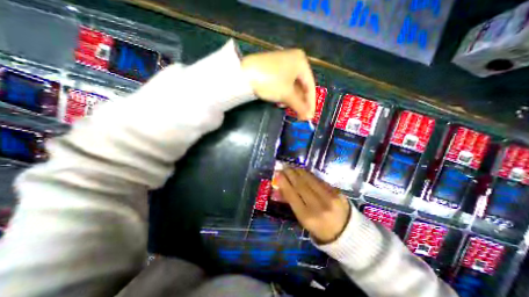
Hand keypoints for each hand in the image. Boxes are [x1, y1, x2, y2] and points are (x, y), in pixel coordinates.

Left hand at [242, 50, 314, 120]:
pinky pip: (284, 84)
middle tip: (300, 115)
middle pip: (301, 86)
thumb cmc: (270, 82)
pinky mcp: (274, 70)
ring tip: (289, 109)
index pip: (310, 86)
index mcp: (301, 62)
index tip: (310, 116)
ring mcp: (283, 65)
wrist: (243, 74)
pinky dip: (284, 94)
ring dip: (292, 100)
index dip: (311, 103)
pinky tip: (280, 102)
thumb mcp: (287, 94)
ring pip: (292, 86)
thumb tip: (309, 117)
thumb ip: (299, 106)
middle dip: (300, 102)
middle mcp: (294, 61)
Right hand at [277, 165, 349, 243]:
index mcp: (308, 217)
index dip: (284, 183)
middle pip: (301, 185)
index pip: (292, 195)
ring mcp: (329, 197)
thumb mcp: (303, 221)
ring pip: (310, 179)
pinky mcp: (337, 191)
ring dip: (299, 171)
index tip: (277, 174)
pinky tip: (303, 171)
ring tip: (292, 167)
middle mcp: (318, 206)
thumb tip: (280, 188)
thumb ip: (292, 203)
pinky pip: (319, 179)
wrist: (348, 234)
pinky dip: (309, 174)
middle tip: (283, 167)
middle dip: (290, 174)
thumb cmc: (320, 230)